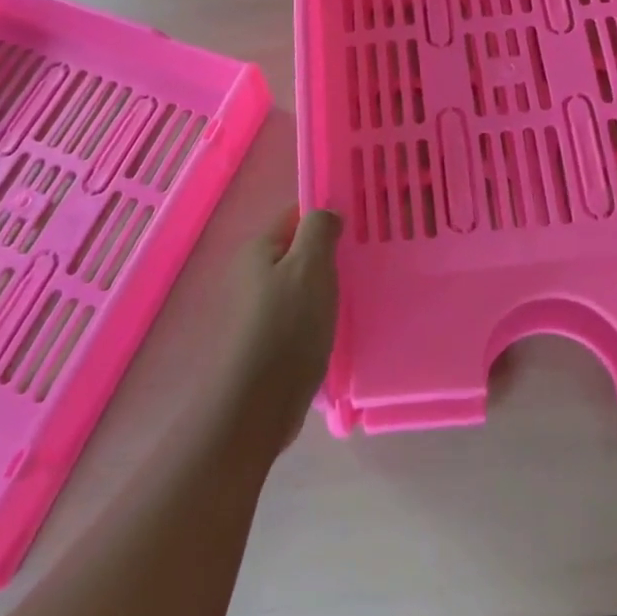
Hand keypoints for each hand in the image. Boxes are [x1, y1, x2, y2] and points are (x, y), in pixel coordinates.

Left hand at [223, 207, 342, 450]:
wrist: (259, 402)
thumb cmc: (288, 325)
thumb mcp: (310, 266)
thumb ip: (319, 230)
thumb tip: (326, 212)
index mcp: (259, 249)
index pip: (295, 215)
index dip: (326, 216)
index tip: (359, 226)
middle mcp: (253, 274)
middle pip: (298, 251)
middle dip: (329, 255)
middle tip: (364, 262)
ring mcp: (258, 309)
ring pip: (301, 284)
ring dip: (326, 287)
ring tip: (357, 293)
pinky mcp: (268, 339)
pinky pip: (300, 313)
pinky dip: (319, 315)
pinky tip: (338, 325)